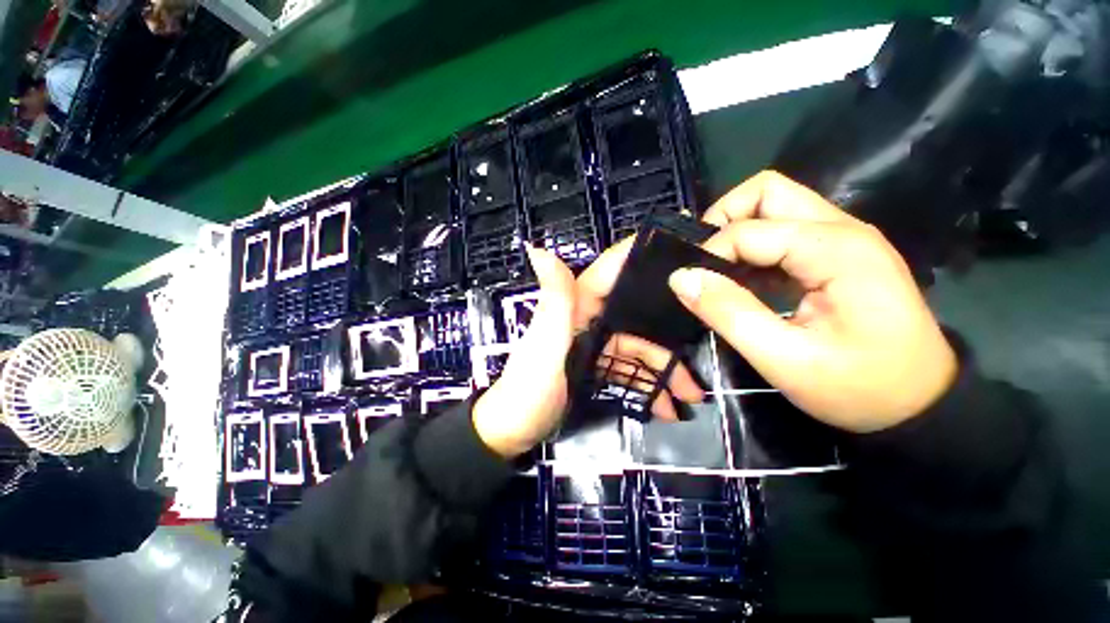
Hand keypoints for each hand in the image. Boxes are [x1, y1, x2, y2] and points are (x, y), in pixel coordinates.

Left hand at [473, 245, 703, 458]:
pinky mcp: (594, 367)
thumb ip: (553, 302)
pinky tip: (663, 406)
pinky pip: (627, 370)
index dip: (636, 259)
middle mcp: (585, 320)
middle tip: (697, 353)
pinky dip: (645, 385)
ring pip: (635, 348)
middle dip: (665, 338)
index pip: (608, 274)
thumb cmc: (529, 388)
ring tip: (688, 397)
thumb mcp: (544, 345)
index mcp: (574, 308)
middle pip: (633, 317)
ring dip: (662, 370)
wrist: (514, 432)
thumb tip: (538, 249)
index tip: (675, 251)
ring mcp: (592, 345)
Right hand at [668, 171, 956, 432]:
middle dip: (723, 219)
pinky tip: (743, 280)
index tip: (691, 286)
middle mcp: (842, 229)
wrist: (920, 405)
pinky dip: (753, 248)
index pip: (749, 229)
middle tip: (701, 260)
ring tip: (717, 271)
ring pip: (774, 207)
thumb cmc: (858, 388)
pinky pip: (784, 232)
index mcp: (835, 250)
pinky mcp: (838, 254)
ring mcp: (843, 238)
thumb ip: (728, 313)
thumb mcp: (784, 359)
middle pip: (767, 192)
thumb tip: (681, 278)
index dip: (710, 254)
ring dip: (737, 232)